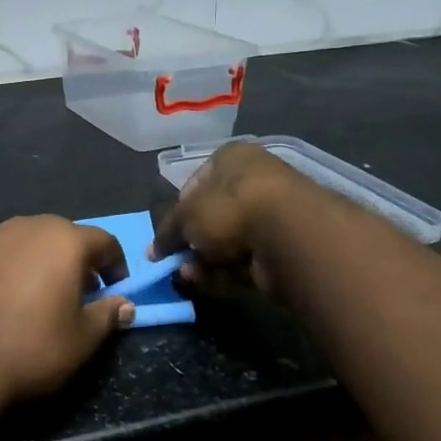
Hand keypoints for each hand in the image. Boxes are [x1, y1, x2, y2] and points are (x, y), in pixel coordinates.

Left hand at [0, 217, 133, 401]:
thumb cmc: (33, 348)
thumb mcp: (83, 339)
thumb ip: (108, 315)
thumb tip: (125, 305)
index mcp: (63, 240)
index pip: (102, 241)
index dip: (115, 264)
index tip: (116, 290)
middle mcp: (26, 227)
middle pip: (61, 235)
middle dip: (75, 260)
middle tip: (78, 292)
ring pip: (24, 242)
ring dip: (38, 261)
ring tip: (38, 295)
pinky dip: (5, 271)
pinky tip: (0, 301)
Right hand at [152, 143, 315, 296]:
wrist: (288, 234)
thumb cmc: (229, 207)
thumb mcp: (185, 215)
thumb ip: (167, 232)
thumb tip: (153, 251)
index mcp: (232, 158)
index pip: (196, 182)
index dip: (178, 209)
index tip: (168, 233)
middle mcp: (253, 182)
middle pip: (211, 217)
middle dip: (190, 243)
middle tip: (175, 261)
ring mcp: (271, 217)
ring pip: (226, 243)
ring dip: (203, 261)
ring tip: (188, 274)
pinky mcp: (282, 249)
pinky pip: (244, 262)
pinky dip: (224, 273)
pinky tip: (208, 282)